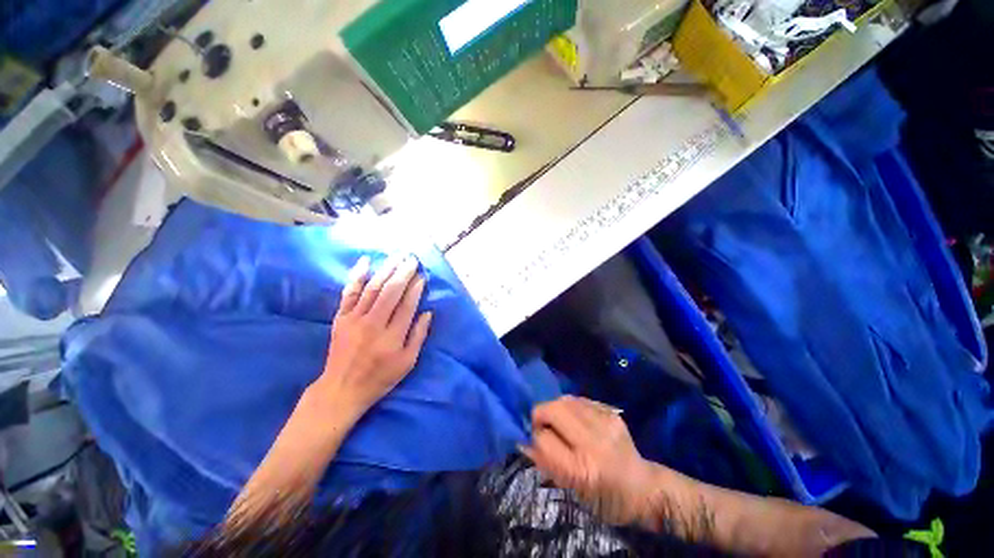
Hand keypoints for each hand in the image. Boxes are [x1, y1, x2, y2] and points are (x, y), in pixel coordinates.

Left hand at [314, 254, 432, 423]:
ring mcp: (354, 319)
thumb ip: (418, 336)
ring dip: (386, 269)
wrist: (341, 389)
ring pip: (373, 288)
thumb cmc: (380, 377)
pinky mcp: (341, 318)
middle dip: (403, 273)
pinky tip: (365, 262)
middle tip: (412, 259)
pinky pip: (349, 293)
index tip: (422, 276)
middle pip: (390, 292)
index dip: (415, 288)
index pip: (407, 305)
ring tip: (397, 256)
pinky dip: (357, 276)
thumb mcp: (407, 363)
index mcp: (392, 336)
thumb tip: (428, 313)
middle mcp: (373, 324)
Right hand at [522, 396, 655, 525]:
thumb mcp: (572, 489)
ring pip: (565, 400)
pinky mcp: (612, 413)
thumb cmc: (604, 498)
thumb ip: (545, 462)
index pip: (543, 438)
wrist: (643, 488)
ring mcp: (605, 423)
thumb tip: (523, 440)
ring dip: (555, 408)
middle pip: (553, 410)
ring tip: (558, 421)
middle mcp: (594, 442)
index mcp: (582, 469)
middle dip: (540, 414)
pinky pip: (580, 399)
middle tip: (541, 424)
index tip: (534, 439)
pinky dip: (570, 406)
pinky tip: (574, 418)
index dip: (534, 436)